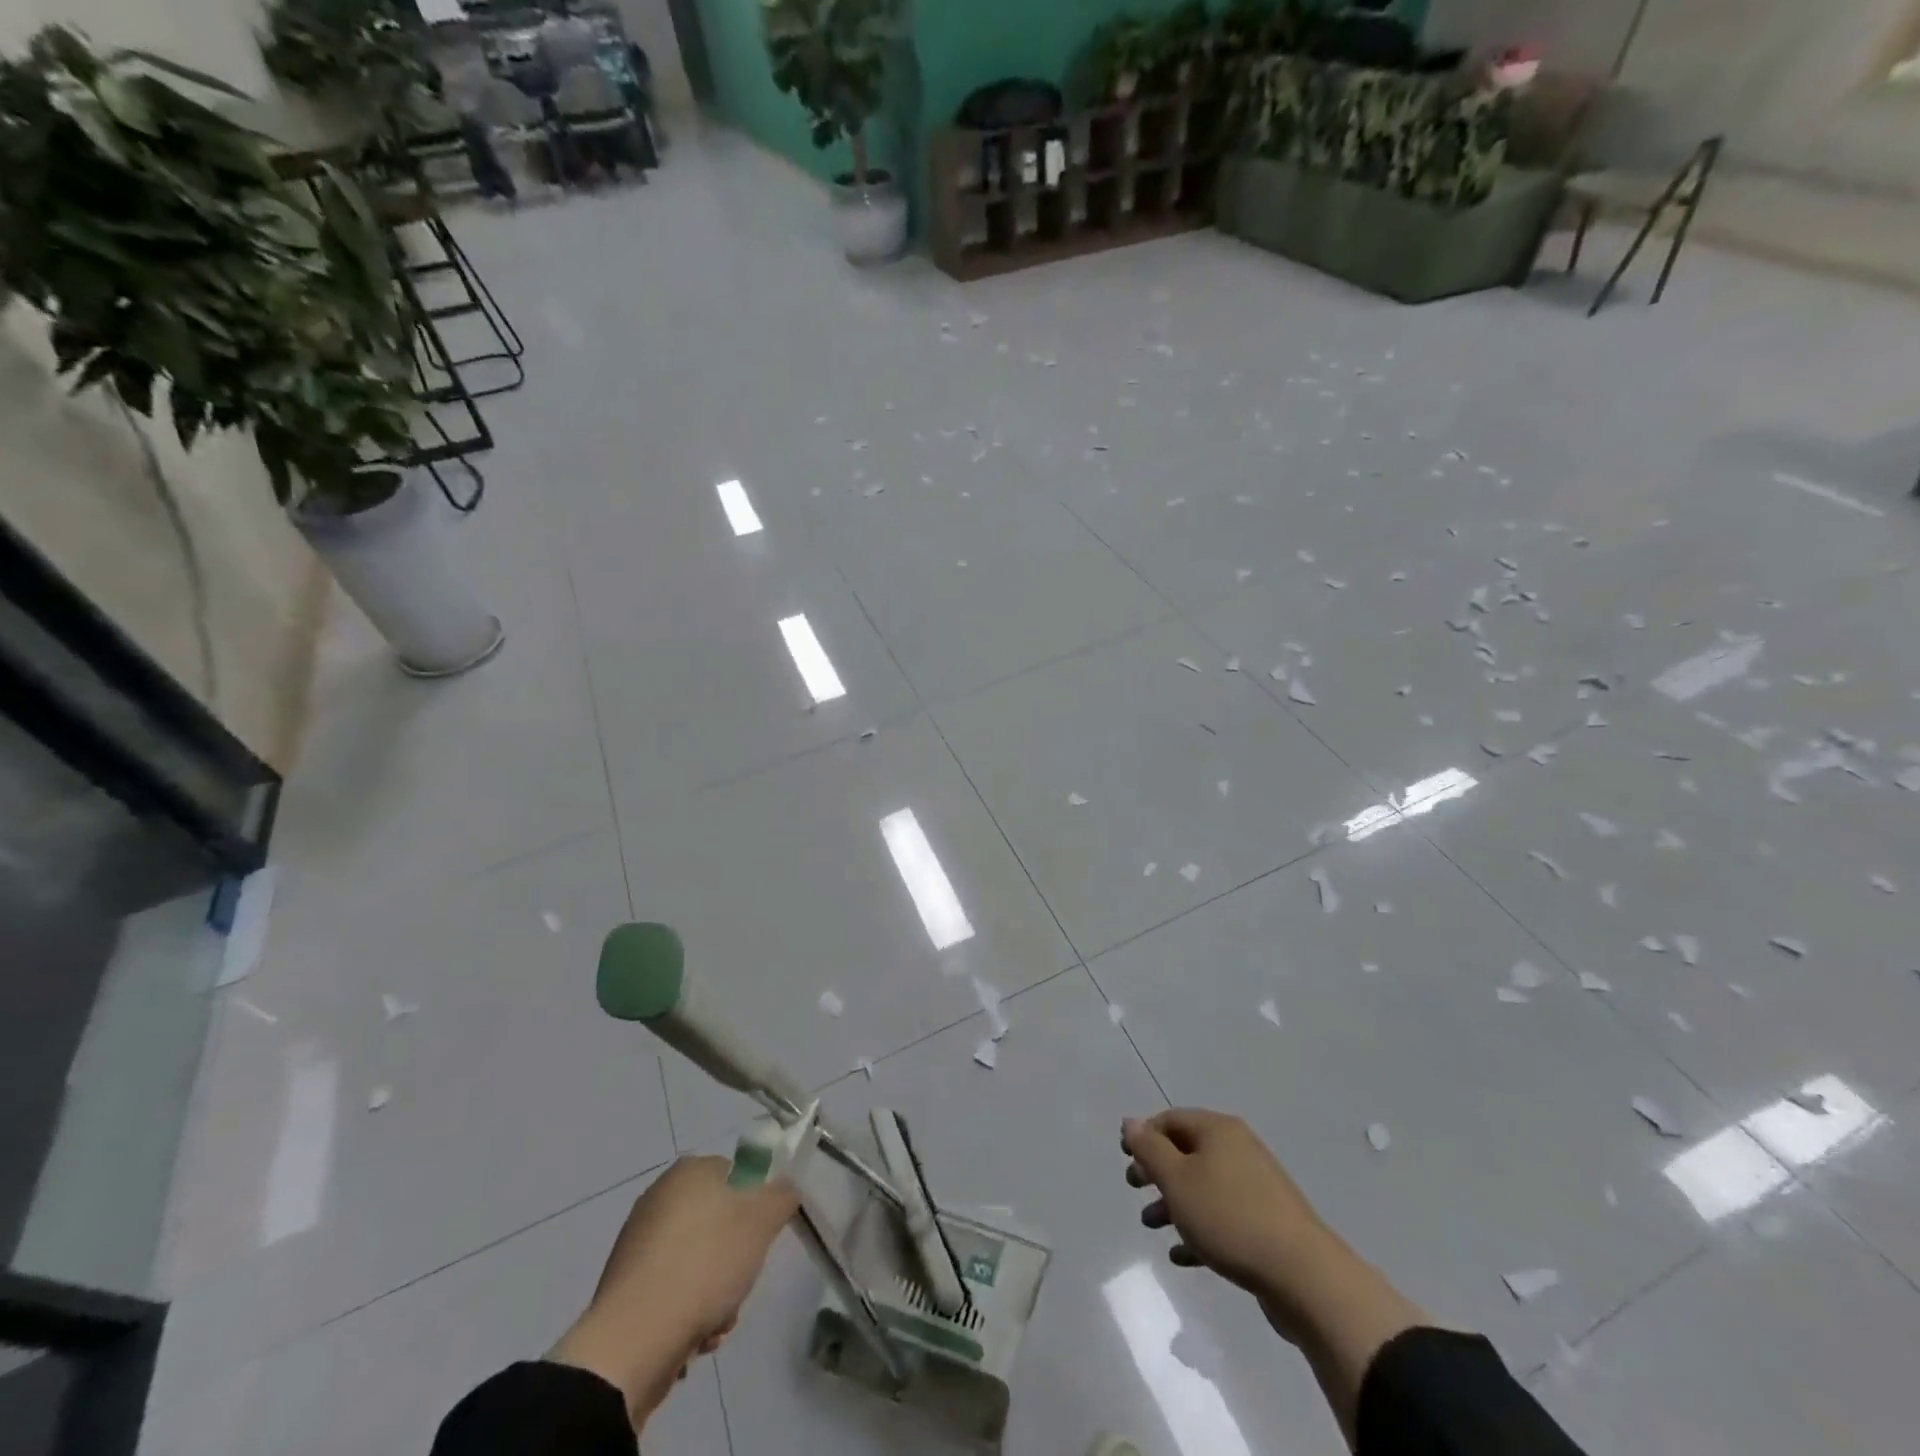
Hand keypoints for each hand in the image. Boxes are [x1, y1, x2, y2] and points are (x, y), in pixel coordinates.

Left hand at [550, 1156, 797, 1424]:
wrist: (633, 1342)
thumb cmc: (705, 1263)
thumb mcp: (761, 1221)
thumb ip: (781, 1196)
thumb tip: (784, 1188)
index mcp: (688, 1171)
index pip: (734, 1174)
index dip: (753, 1204)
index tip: (759, 1237)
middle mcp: (658, 1198)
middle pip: (717, 1222)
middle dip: (735, 1258)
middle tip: (741, 1281)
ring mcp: (637, 1244)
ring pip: (697, 1261)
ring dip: (716, 1291)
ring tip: (718, 1321)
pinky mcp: (626, 1288)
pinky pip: (672, 1291)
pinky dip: (687, 1311)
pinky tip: (694, 1338)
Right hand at [1122, 1109, 1431, 1448]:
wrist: (1305, 1276)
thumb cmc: (1230, 1217)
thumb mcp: (1177, 1180)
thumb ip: (1149, 1149)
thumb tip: (1130, 1122)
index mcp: (1218, 1130)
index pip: (1171, 1119)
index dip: (1144, 1134)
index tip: (1125, 1158)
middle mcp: (1239, 1149)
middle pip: (1188, 1151)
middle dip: (1157, 1169)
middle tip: (1134, 1188)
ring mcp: (1257, 1186)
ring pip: (1204, 1186)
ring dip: (1174, 1202)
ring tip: (1152, 1225)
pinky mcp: (1268, 1223)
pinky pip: (1223, 1217)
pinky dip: (1199, 1229)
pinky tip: (1182, 1256)